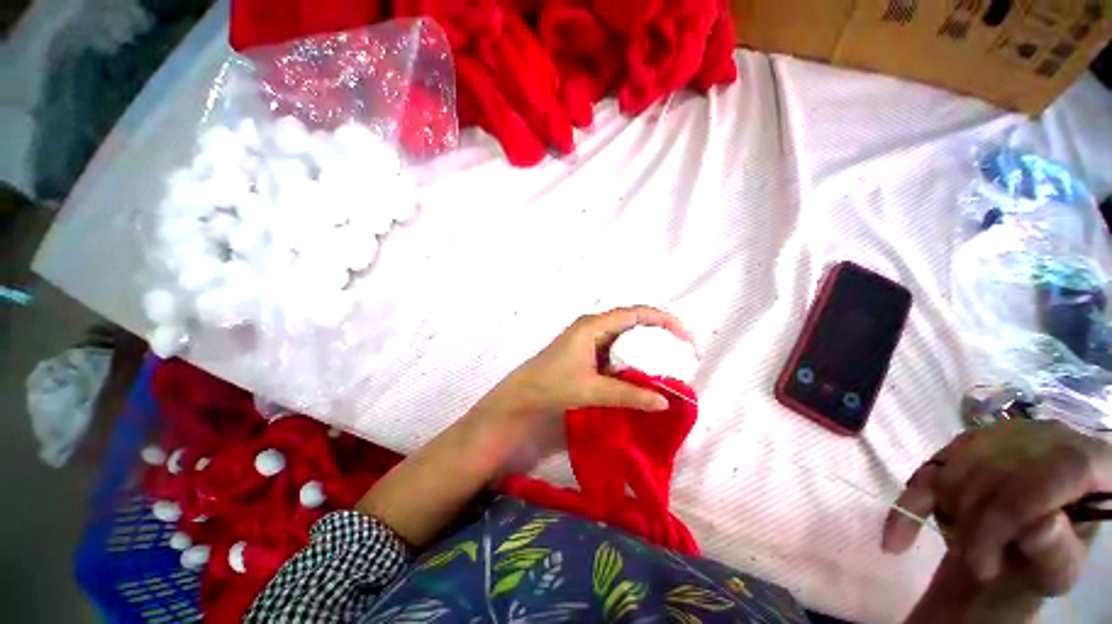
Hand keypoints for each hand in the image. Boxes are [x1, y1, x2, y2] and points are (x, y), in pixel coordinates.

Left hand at [490, 306, 697, 415]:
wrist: (523, 394)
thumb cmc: (553, 386)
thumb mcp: (593, 390)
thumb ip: (629, 395)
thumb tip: (664, 402)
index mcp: (594, 326)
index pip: (636, 314)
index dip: (664, 320)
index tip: (685, 338)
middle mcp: (593, 325)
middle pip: (633, 320)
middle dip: (659, 330)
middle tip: (682, 350)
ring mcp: (589, 336)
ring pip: (625, 333)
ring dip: (646, 343)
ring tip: (668, 358)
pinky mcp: (587, 348)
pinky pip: (616, 345)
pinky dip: (632, 353)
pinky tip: (642, 367)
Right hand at [884, 420, 1110, 597]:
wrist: (1005, 555)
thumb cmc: (1042, 568)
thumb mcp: (1056, 575)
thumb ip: (1057, 554)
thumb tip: (1043, 522)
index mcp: (1096, 464)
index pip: (1059, 469)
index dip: (1016, 513)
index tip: (983, 564)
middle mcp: (1054, 435)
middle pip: (1002, 470)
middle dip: (976, 525)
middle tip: (976, 564)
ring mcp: (1008, 433)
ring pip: (959, 465)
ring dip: (948, 513)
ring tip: (962, 544)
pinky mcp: (968, 440)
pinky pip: (931, 465)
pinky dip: (911, 502)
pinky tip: (899, 536)